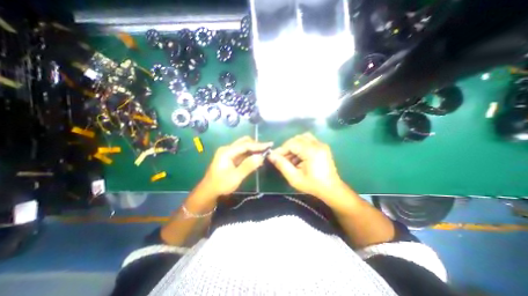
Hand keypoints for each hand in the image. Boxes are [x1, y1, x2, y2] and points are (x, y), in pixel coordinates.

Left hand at [201, 136, 268, 198]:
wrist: (209, 191)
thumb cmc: (221, 185)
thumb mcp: (236, 177)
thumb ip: (248, 166)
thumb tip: (261, 157)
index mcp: (227, 152)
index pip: (245, 145)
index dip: (258, 145)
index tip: (269, 145)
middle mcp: (227, 149)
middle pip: (244, 142)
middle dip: (256, 145)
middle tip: (267, 149)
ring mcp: (228, 153)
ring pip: (244, 146)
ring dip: (254, 149)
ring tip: (264, 152)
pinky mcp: (230, 157)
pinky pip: (242, 152)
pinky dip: (250, 153)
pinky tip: (257, 156)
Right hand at [268, 134, 346, 200]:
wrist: (331, 189)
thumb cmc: (313, 185)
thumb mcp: (294, 178)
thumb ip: (282, 165)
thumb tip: (271, 155)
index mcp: (312, 152)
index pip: (292, 143)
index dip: (281, 149)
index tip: (274, 157)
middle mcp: (317, 144)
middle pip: (296, 139)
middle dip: (287, 148)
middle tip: (282, 159)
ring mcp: (321, 144)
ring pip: (302, 138)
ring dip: (293, 146)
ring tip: (291, 158)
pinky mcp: (322, 146)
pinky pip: (308, 140)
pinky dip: (300, 146)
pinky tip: (299, 157)